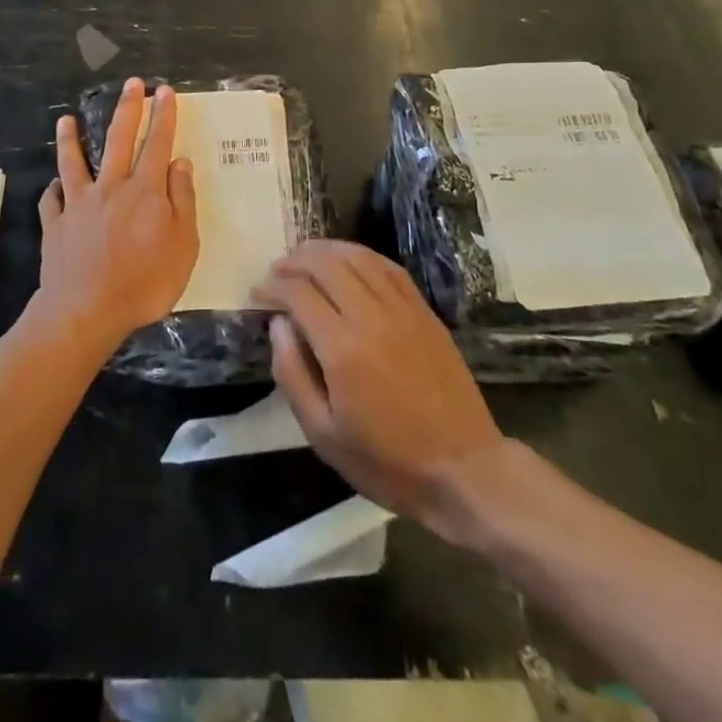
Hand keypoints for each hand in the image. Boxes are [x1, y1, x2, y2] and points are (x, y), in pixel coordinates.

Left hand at [36, 78, 199, 346]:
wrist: (86, 310)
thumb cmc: (144, 283)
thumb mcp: (182, 246)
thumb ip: (182, 201)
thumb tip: (180, 162)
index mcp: (144, 192)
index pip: (157, 144)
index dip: (163, 116)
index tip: (165, 91)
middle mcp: (110, 188)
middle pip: (118, 140)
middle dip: (127, 109)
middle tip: (131, 83)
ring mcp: (79, 205)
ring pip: (73, 163)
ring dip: (70, 139)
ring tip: (65, 119)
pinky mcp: (56, 225)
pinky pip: (52, 201)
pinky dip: (52, 191)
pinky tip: (52, 186)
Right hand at [253, 241, 517, 542]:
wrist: (464, 470)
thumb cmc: (387, 461)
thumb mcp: (323, 434)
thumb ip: (292, 374)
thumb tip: (279, 325)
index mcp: (343, 348)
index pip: (298, 293)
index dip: (272, 287)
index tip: (257, 294)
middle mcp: (372, 316)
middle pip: (326, 264)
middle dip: (294, 261)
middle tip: (276, 272)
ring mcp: (403, 310)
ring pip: (358, 257)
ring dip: (326, 251)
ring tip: (305, 258)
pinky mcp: (425, 312)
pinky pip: (389, 268)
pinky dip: (362, 256)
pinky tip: (349, 262)